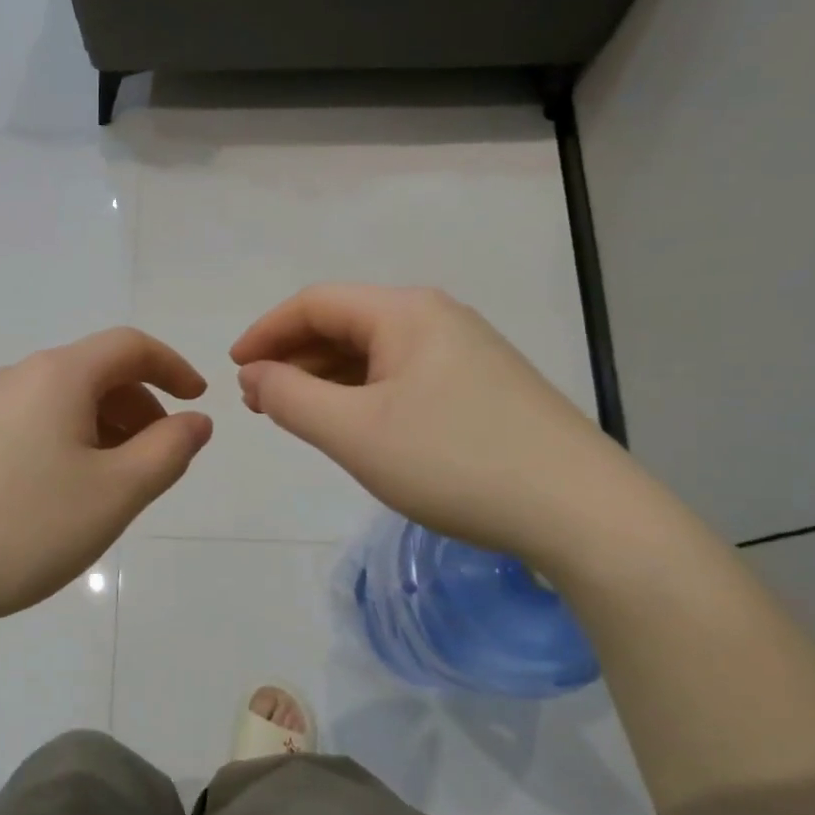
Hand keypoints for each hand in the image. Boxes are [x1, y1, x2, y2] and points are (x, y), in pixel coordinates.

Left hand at [0, 329, 212, 644]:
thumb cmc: (23, 527)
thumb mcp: (114, 493)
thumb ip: (168, 451)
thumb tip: (195, 421)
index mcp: (56, 375)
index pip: (130, 346)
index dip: (173, 367)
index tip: (198, 402)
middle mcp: (14, 378)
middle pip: (94, 374)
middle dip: (139, 409)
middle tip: (157, 462)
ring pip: (60, 405)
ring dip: (101, 431)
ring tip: (111, 488)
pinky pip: (28, 428)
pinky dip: (64, 447)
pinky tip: (57, 499)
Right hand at [231, 284, 640, 569]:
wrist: (581, 512)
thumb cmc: (455, 462)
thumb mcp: (355, 432)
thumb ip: (291, 398)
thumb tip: (255, 374)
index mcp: (405, 312)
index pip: (315, 303)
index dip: (266, 332)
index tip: (233, 370)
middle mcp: (437, 318)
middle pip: (345, 323)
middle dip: (294, 358)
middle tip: (260, 402)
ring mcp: (466, 353)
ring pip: (375, 353)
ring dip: (326, 378)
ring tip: (297, 416)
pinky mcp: (483, 388)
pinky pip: (403, 377)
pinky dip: (363, 395)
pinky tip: (354, 426)